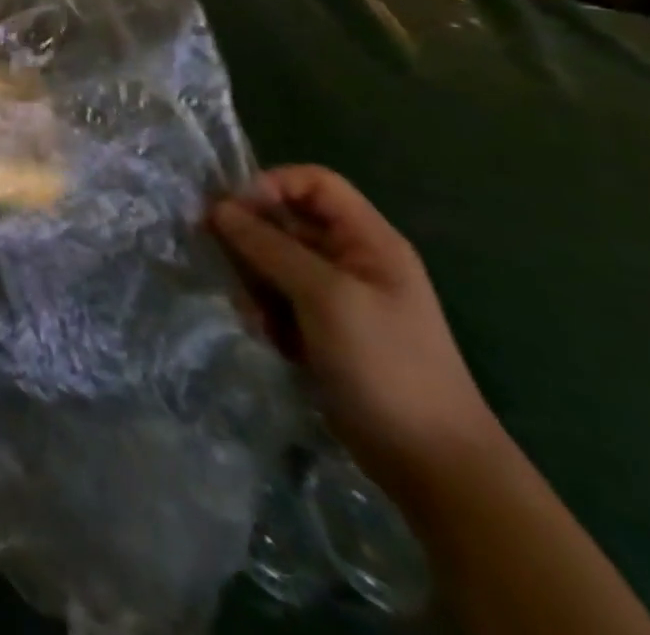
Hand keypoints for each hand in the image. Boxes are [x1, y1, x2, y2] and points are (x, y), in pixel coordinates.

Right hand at [211, 165, 502, 493]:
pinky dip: (264, 312)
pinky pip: (276, 297)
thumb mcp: (326, 297)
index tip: (233, 212)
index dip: (270, 185)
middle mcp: (350, 259)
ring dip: (253, 282)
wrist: (432, 466)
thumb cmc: (387, 366)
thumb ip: (269, 247)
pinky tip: (270, 340)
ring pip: (272, 260)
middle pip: (284, 221)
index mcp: (367, 240)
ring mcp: (335, 296)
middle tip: (228, 266)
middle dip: (251, 241)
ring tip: (256, 316)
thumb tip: (217, 208)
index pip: (312, 182)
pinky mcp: (320, 328)